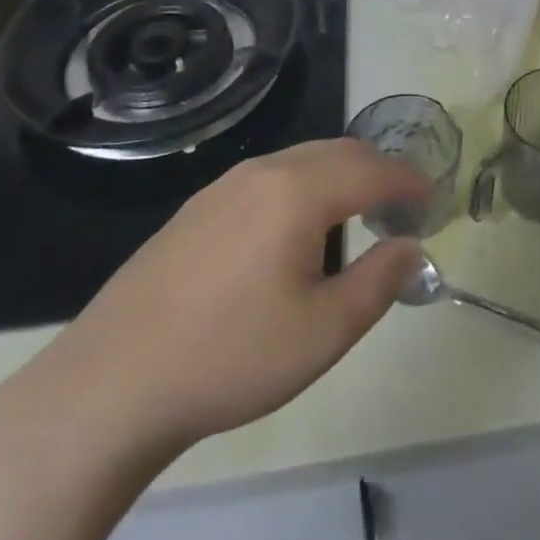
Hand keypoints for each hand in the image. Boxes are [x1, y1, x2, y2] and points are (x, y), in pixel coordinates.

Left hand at [23, 139, 431, 460]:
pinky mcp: (196, 208)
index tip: (432, 198)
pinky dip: (303, 186)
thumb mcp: (323, 332)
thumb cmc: (229, 357)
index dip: (409, 181)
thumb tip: (412, 248)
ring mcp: (224, 186)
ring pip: (302, 160)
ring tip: (355, 216)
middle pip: (339, 152)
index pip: (373, 169)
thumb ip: (379, 281)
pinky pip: (269, 177)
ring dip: (340, 176)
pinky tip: (293, 231)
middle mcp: (265, 171)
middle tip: (400, 207)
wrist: (107, 387)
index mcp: (300, 191)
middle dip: (378, 171)